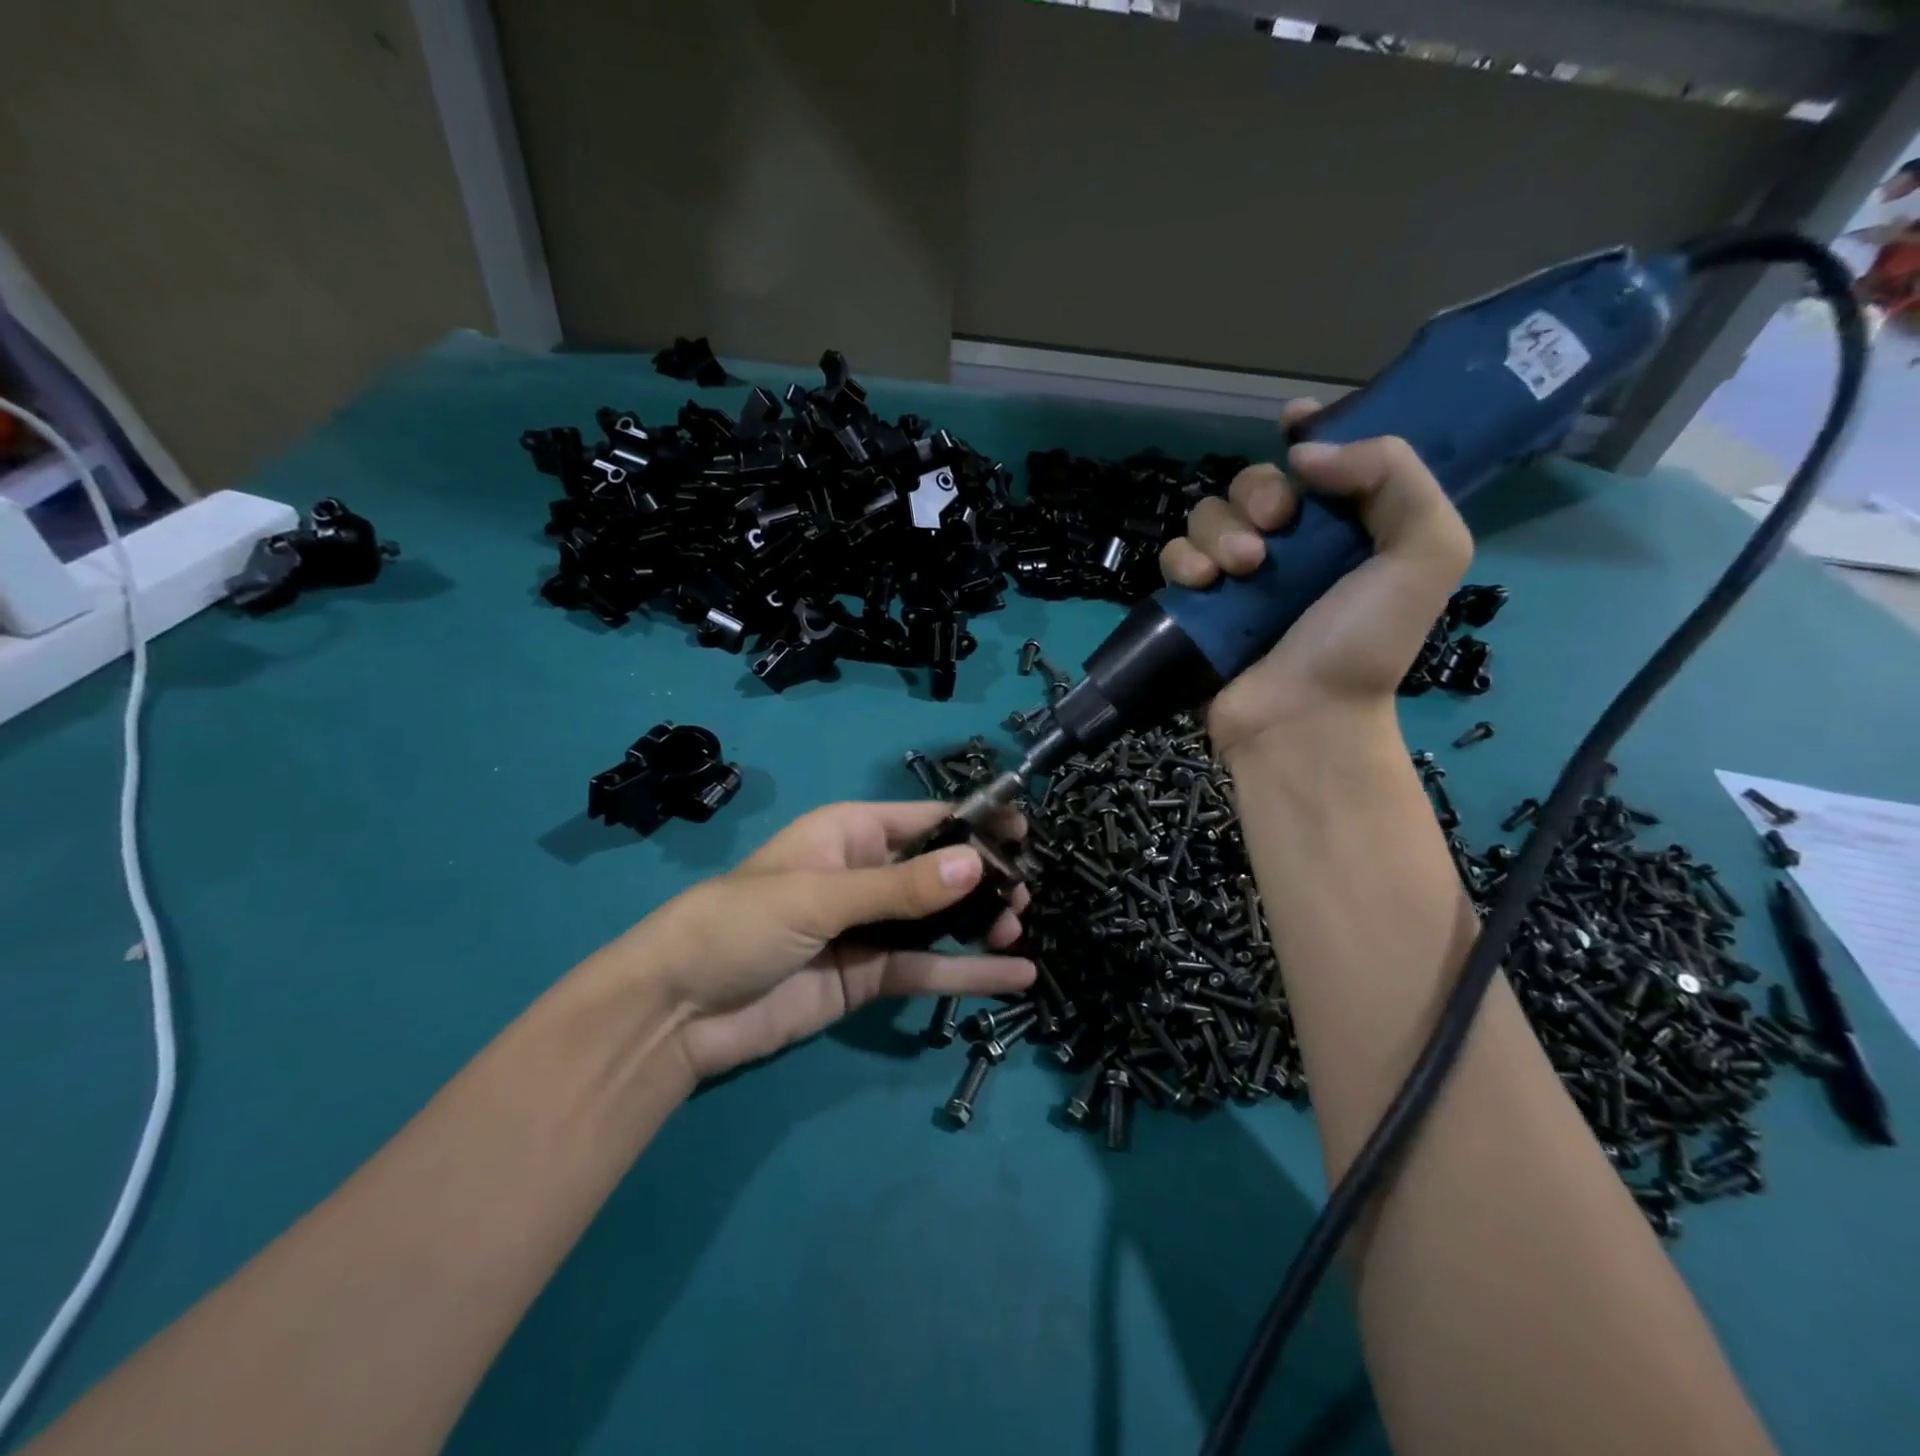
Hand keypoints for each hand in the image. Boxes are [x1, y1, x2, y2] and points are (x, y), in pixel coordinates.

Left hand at [629, 801, 1033, 1080]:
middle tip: (1024, 894)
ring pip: (939, 922)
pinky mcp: (869, 978)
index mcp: (851, 834)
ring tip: (1019, 929)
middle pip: (940, 872)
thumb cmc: (740, 924)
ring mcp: (870, 929)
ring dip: (982, 924)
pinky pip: (927, 969)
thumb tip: (976, 865)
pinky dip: (969, 973)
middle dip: (984, 879)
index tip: (1025, 832)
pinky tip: (1015, 977)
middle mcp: (867, 875)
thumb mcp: (819, 896)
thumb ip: (899, 888)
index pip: (926, 820)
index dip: (975, 823)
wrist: (678, 1011)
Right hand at [1158, 401, 1472, 756]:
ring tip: (1241, 569)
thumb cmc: (1364, 643)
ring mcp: (1238, 577)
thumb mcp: (1424, 553)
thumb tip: (1304, 452)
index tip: (1291, 422)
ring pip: (1209, 514)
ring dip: (1220, 531)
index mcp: (1349, 528)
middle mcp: (1292, 546)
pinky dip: (1184, 561)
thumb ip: (1395, 476)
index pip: (1325, 460)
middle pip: (1255, 482)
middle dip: (1259, 493)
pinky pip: (1176, 556)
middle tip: (1275, 527)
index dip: (1309, 430)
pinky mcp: (1198, 604)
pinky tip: (1203, 584)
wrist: (1302, 721)